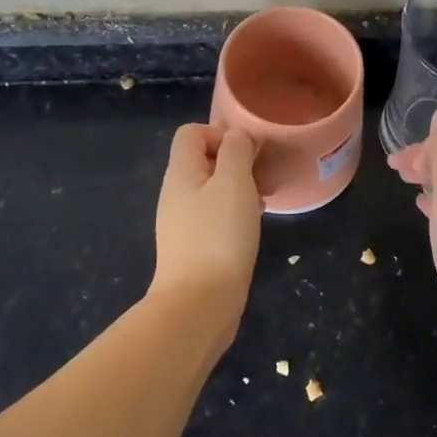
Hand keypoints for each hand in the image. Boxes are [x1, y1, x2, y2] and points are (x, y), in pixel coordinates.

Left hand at [153, 124, 261, 320]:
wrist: (199, 303)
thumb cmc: (219, 235)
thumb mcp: (234, 182)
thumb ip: (236, 151)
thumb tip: (238, 137)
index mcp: (180, 172)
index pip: (192, 133)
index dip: (221, 133)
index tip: (248, 154)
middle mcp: (176, 193)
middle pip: (203, 160)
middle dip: (235, 163)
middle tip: (260, 179)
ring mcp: (182, 223)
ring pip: (211, 190)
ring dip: (238, 189)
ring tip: (261, 203)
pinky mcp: (192, 247)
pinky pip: (213, 216)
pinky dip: (234, 214)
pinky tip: (251, 229)